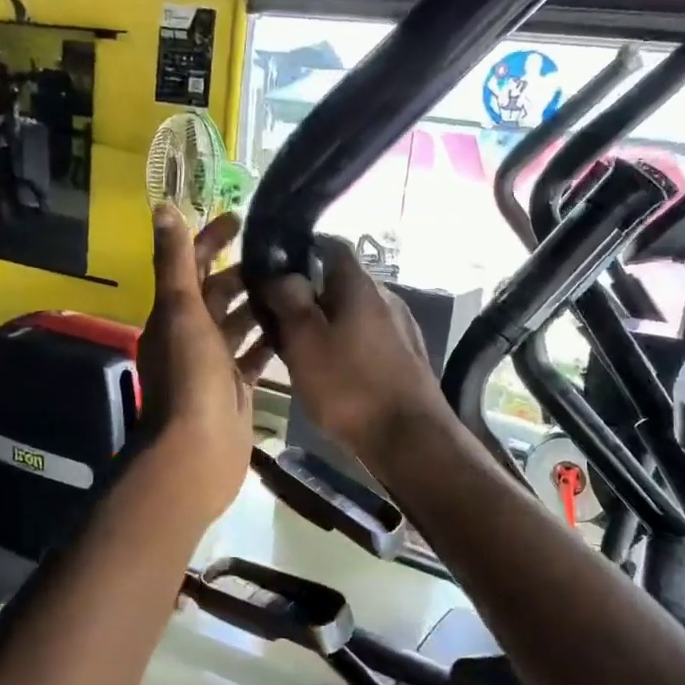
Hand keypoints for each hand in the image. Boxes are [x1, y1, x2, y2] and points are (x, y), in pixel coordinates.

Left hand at [137, 207, 271, 518]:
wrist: (198, 453)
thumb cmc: (190, 379)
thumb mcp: (181, 312)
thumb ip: (175, 262)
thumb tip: (163, 208)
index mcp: (173, 316)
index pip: (190, 266)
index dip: (210, 240)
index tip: (240, 219)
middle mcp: (190, 337)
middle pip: (216, 295)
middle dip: (242, 273)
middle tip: (281, 254)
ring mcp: (213, 366)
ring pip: (238, 325)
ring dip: (259, 305)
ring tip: (295, 284)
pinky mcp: (235, 389)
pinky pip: (253, 357)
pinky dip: (269, 341)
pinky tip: (296, 328)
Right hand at [254, 237, 449, 471]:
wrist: (410, 439)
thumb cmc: (350, 387)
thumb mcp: (305, 342)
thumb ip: (289, 301)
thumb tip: (282, 274)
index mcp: (361, 285)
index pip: (331, 245)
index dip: (300, 252)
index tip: (273, 274)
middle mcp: (387, 297)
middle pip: (341, 283)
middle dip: (309, 297)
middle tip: (279, 323)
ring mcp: (402, 327)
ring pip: (354, 314)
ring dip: (327, 325)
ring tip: (301, 354)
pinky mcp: (408, 357)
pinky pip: (369, 339)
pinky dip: (347, 346)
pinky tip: (334, 374)